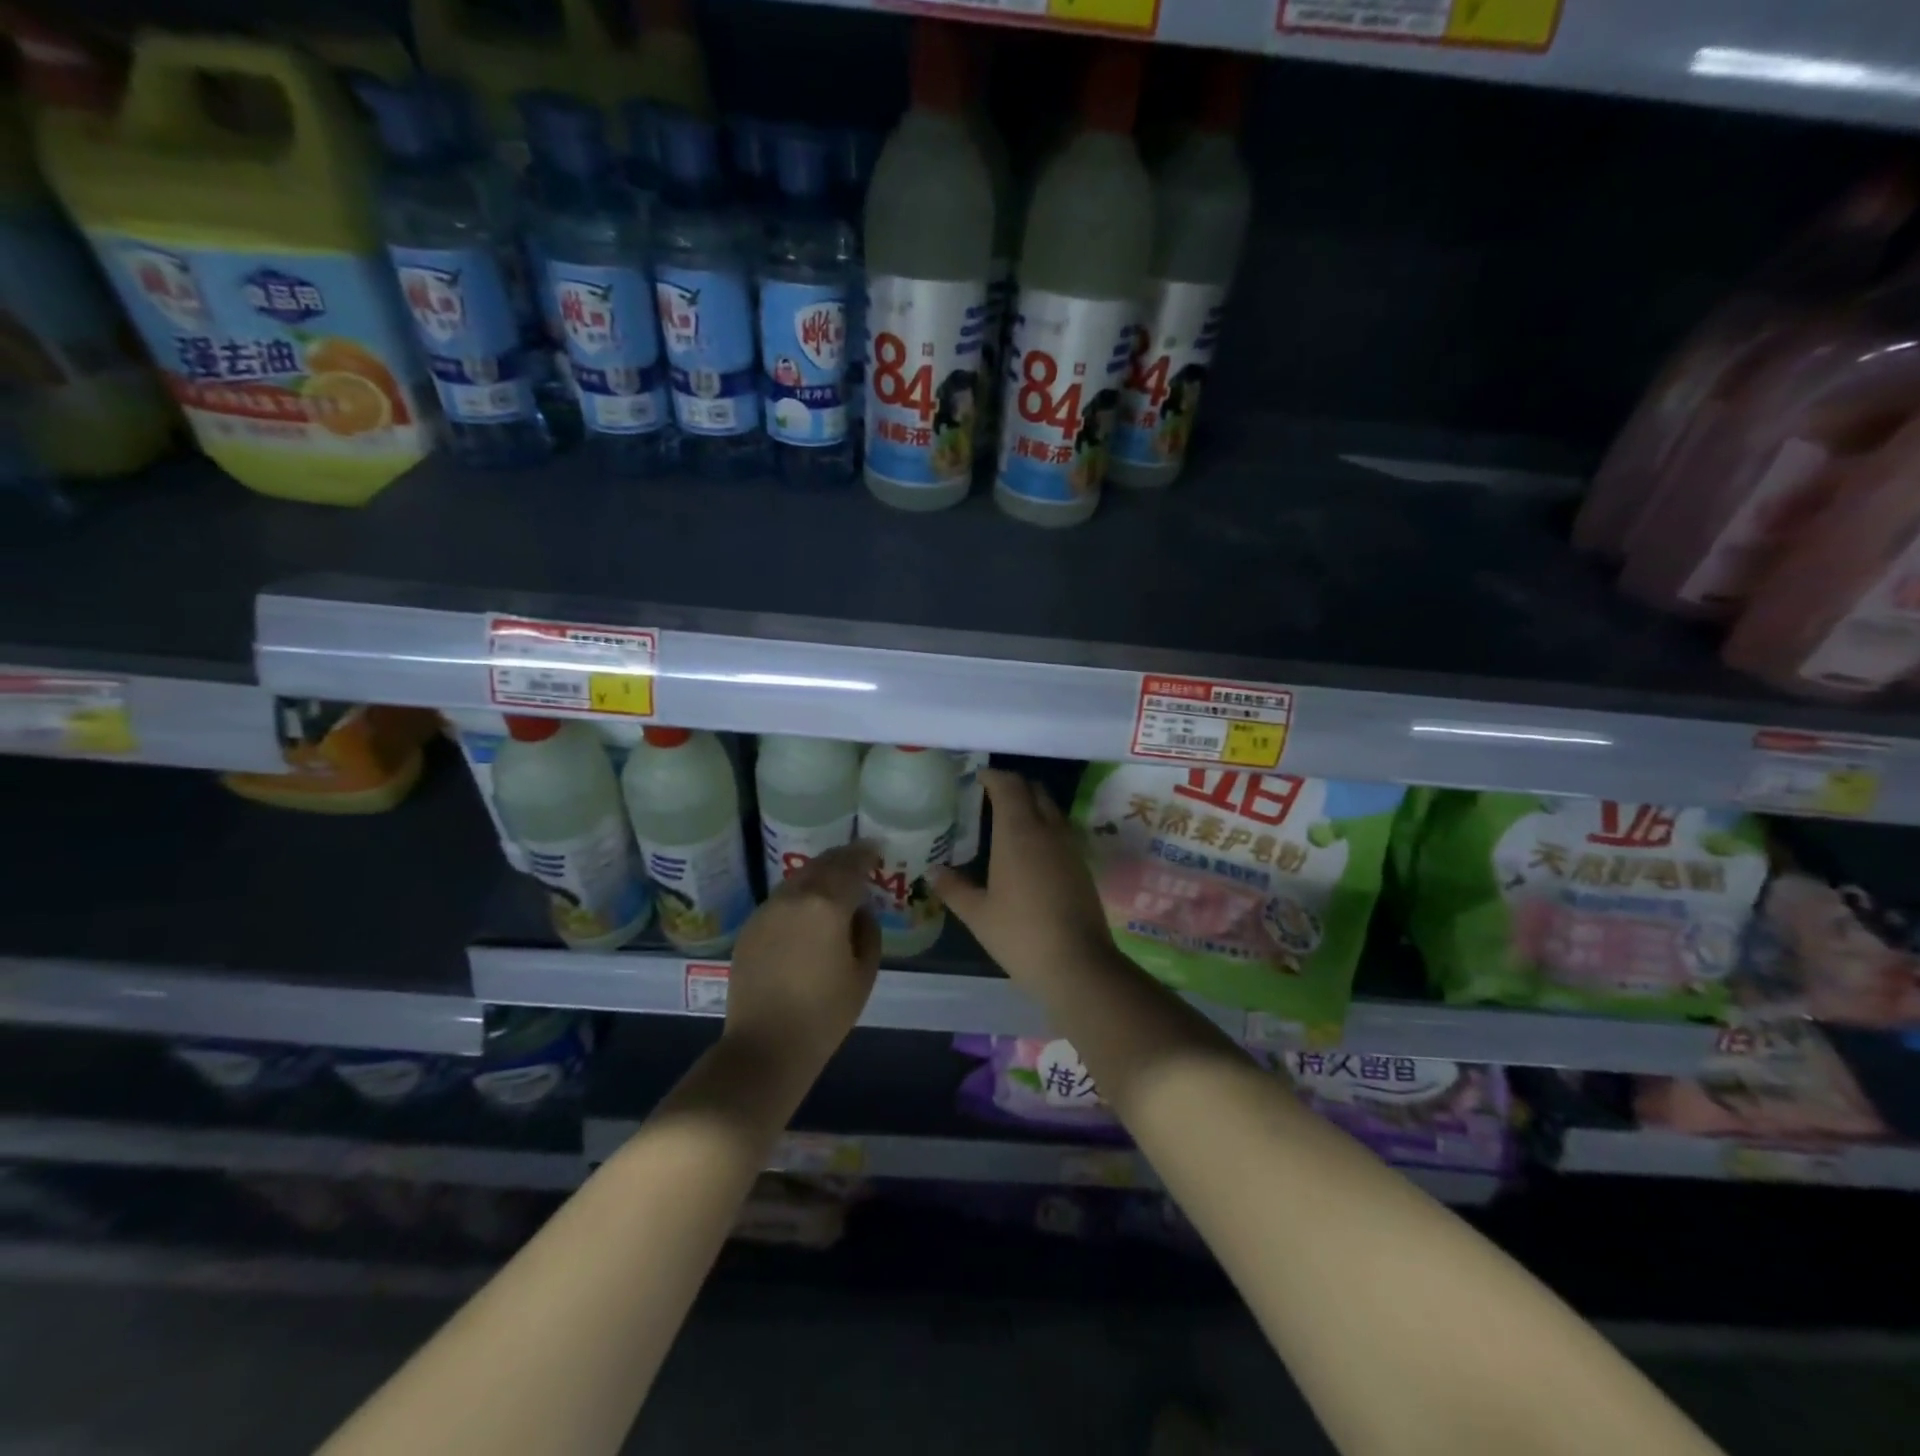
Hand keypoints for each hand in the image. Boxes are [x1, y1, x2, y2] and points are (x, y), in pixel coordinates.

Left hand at [725, 840, 882, 1076]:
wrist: (765, 1046)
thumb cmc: (824, 1014)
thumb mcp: (864, 973)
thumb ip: (868, 931)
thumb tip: (859, 911)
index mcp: (827, 904)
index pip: (851, 866)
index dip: (866, 854)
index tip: (877, 849)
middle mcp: (794, 897)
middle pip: (822, 864)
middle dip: (843, 858)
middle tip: (859, 858)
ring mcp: (767, 909)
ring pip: (798, 878)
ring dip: (819, 873)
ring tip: (835, 882)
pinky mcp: (750, 926)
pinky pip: (781, 898)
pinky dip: (799, 893)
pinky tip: (808, 909)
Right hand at [930, 769, 1115, 987]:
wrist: (1078, 963)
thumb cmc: (1020, 935)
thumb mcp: (978, 914)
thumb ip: (953, 888)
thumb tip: (932, 871)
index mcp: (1018, 832)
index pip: (1009, 786)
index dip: (993, 776)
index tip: (977, 777)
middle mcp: (1047, 829)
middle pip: (1034, 790)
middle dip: (1013, 786)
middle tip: (989, 795)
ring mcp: (1069, 846)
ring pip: (1051, 809)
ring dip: (1031, 804)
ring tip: (1007, 820)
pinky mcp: (1082, 865)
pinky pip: (1061, 830)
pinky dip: (1044, 826)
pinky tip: (1029, 849)